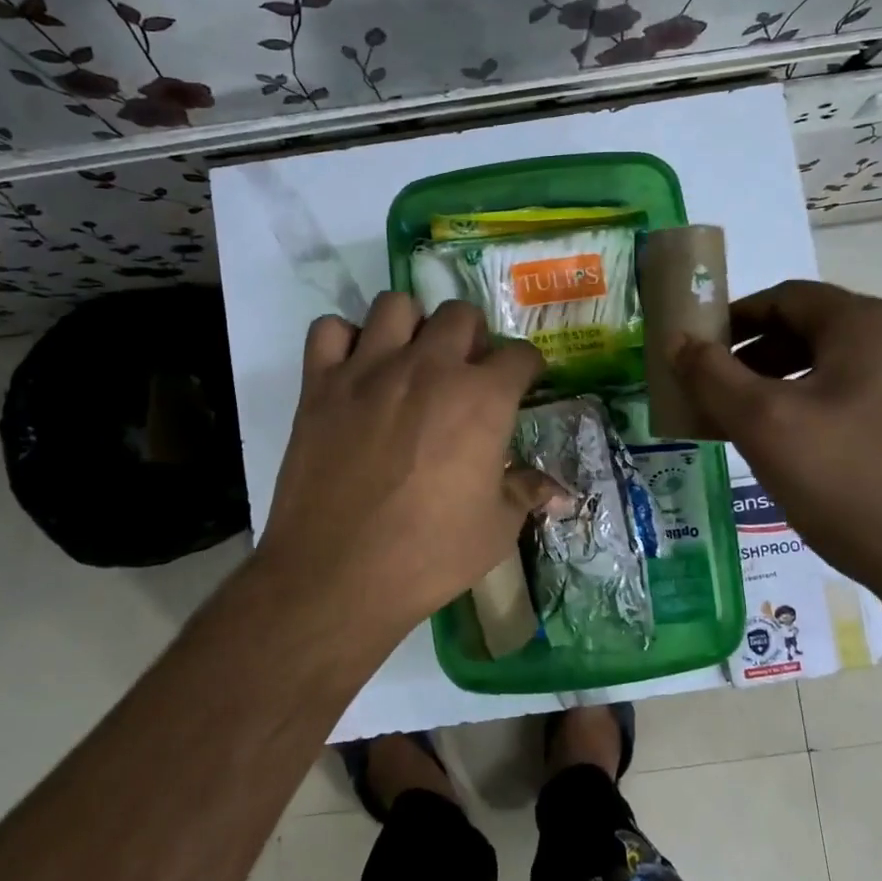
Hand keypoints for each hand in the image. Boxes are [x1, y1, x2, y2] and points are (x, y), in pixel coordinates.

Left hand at [256, 294, 553, 638]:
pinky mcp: (321, 384)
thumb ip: (526, 493)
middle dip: (472, 337)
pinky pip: (329, 330)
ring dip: (410, 326)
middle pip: (460, 314)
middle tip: (466, 372)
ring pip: (395, 305)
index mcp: (481, 398)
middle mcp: (428, 367)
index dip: (527, 367)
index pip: (520, 354)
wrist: (338, 576)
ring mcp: (369, 370)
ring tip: (410, 360)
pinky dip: (343, 340)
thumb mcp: (496, 530)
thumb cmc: (429, 555)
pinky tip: (354, 370)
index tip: (523, 383)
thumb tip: (561, 491)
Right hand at [673, 280, 881, 618]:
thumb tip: (678, 340)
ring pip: (836, 368)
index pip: (786, 297)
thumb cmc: (851, 481)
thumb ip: (712, 376)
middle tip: (714, 391)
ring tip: (748, 425)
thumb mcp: (764, 425)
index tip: (697, 348)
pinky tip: (799, 452)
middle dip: (754, 356)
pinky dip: (817, 409)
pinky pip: (861, 400)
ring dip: (782, 385)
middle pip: (812, 330)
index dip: (733, 317)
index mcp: (868, 325)